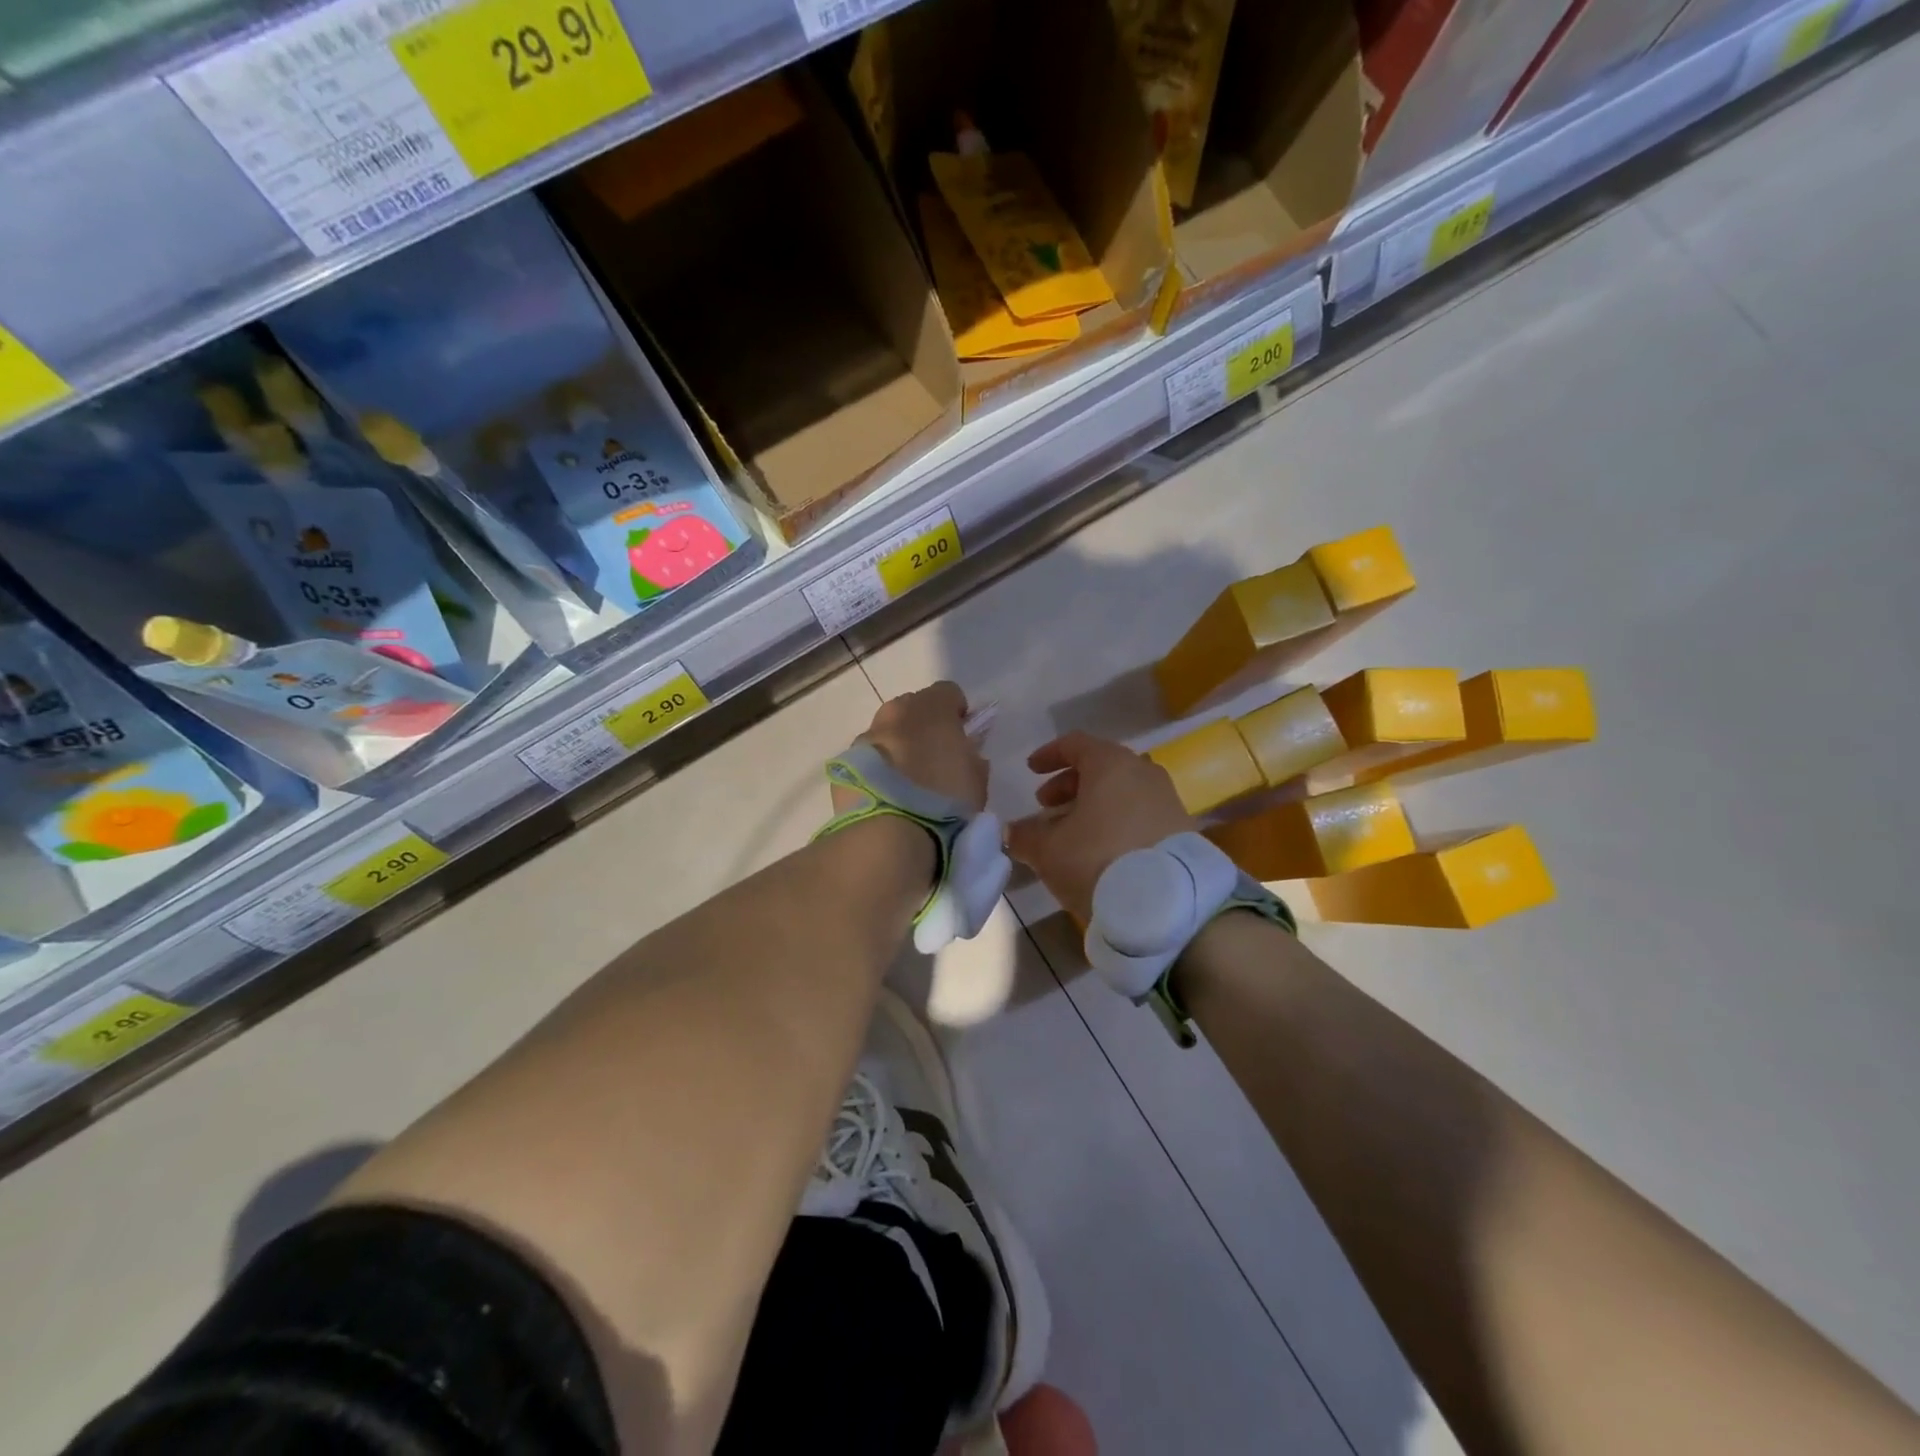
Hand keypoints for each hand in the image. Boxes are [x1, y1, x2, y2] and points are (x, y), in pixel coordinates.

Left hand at [837, 681, 986, 814]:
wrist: (889, 833)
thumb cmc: (943, 801)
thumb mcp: (976, 779)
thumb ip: (970, 755)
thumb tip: (963, 751)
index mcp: (931, 708)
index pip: (948, 692)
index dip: (957, 712)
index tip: (962, 735)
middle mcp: (895, 712)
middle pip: (913, 707)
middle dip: (924, 725)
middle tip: (934, 758)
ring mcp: (866, 736)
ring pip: (887, 731)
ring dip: (898, 746)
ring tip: (907, 782)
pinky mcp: (845, 763)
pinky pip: (868, 757)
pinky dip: (878, 767)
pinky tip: (886, 794)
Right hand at [1006, 732, 1195, 921]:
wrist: (1167, 905)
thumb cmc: (1098, 860)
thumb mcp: (1048, 850)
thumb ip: (1025, 835)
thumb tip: (1012, 831)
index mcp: (1111, 764)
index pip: (1075, 743)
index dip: (1049, 754)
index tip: (1031, 770)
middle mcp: (1143, 772)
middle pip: (1101, 767)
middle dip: (1069, 784)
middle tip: (1046, 806)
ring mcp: (1167, 800)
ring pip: (1122, 792)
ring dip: (1093, 805)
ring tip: (1072, 833)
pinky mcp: (1181, 829)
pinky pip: (1140, 813)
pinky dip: (1117, 822)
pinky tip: (1102, 850)